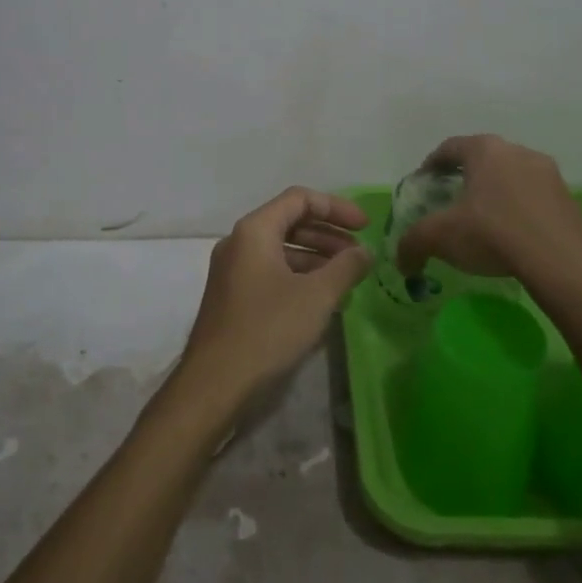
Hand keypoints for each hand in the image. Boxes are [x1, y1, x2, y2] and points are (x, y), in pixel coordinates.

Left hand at [173, 187, 371, 418]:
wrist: (215, 383)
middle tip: (360, 254)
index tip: (366, 227)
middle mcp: (239, 242)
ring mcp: (232, 270)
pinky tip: (323, 300)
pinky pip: (271, 272)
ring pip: (281, 250)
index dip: (337, 208)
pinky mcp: (233, 296)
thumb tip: (365, 252)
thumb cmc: (268, 329)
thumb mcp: (316, 296)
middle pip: (290, 222)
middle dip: (328, 234)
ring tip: (348, 279)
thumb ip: (346, 268)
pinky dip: (299, 277)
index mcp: (254, 231)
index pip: (299, 199)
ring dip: (316, 258)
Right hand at [394, 134, 581, 284]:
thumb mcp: (440, 237)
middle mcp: (517, 151)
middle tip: (451, 200)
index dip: (431, 164)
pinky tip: (512, 234)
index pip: (449, 148)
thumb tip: (402, 260)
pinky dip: (518, 209)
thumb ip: (412, 243)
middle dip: (464, 177)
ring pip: (511, 176)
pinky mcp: (568, 198)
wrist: (561, 262)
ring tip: (483, 220)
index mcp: (485, 150)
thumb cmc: (492, 234)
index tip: (423, 183)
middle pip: (483, 159)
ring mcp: (548, 173)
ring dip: (495, 192)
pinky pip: (534, 197)